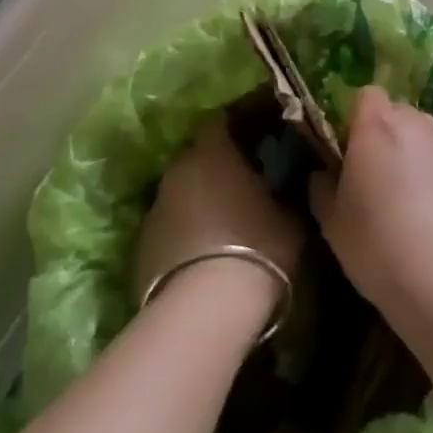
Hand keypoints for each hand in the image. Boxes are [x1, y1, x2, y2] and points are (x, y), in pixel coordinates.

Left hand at [134, 119, 303, 322]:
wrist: (206, 310)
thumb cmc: (258, 246)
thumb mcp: (291, 215)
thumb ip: (287, 189)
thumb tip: (292, 179)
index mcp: (213, 152)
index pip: (220, 121)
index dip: (238, 127)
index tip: (257, 137)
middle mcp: (178, 170)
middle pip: (197, 157)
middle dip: (216, 166)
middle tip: (243, 182)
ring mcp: (154, 208)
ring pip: (180, 193)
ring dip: (198, 200)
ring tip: (223, 223)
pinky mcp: (139, 247)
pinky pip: (168, 228)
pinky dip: (183, 233)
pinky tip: (202, 256)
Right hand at [309, 86, 432, 319]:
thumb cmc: (376, 244)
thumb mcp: (331, 223)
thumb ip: (322, 188)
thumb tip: (322, 175)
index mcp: (376, 125)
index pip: (366, 94)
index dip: (356, 118)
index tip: (349, 151)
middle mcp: (416, 124)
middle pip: (397, 112)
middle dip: (386, 134)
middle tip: (375, 176)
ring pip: (424, 136)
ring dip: (413, 153)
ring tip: (408, 197)